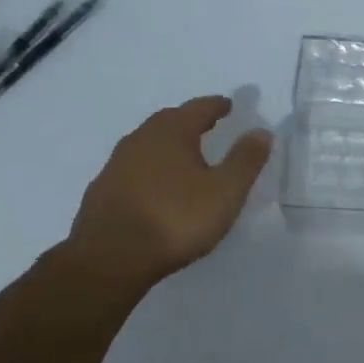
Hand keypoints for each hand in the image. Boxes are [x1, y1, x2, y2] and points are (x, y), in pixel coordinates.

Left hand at [62, 95, 272, 296]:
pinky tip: (156, 187)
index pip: (198, 109)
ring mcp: (116, 165)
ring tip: (184, 157)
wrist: (111, 257)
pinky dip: (150, 169)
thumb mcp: (225, 192)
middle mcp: (140, 140)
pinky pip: (133, 169)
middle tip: (207, 125)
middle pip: (169, 121)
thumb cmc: (176, 219)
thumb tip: (261, 131)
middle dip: (189, 121)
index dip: (216, 106)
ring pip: (148, 145)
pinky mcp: (102, 191)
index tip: (228, 105)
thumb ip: (245, 160)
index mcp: (171, 133)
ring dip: (167, 145)